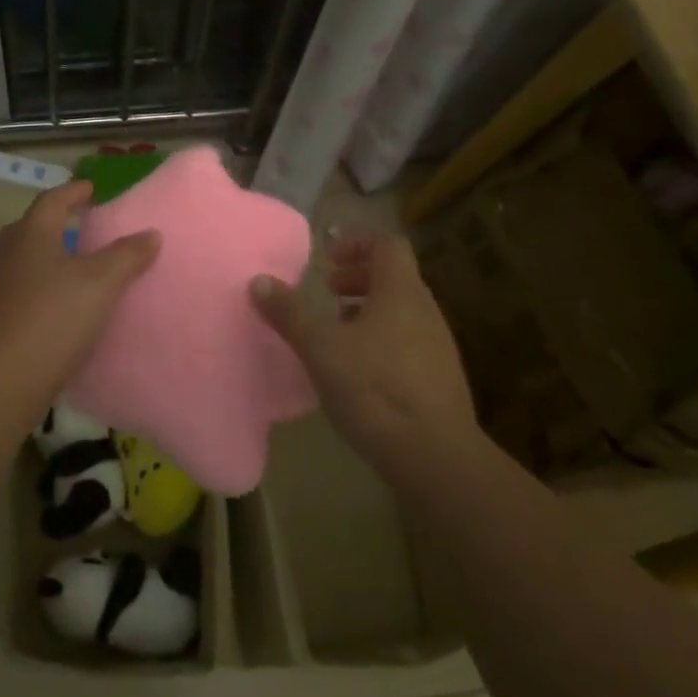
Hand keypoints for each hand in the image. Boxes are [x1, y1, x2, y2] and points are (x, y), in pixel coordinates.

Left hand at [0, 180, 160, 406]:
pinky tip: (54, 304)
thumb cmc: (54, 317)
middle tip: (79, 227)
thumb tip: (151, 233)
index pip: (52, 201)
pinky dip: (36, 286)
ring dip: (44, 256)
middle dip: (54, 224)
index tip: (91, 189)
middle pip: (30, 228)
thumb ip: (127, 256)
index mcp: (30, 234)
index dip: (73, 192)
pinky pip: (17, 289)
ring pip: (21, 259)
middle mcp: (5, 252)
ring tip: (70, 266)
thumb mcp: (101, 283)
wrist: (3, 377)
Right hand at [250, 231, 478, 476]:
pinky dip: (379, 338)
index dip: (357, 242)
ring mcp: (436, 344)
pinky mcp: (438, 376)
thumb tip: (260, 281)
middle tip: (327, 291)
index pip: (388, 244)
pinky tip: (356, 369)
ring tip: (335, 330)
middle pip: (394, 276)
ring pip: (400, 310)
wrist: (434, 455)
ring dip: (366, 309)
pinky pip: (406, 339)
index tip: (328, 259)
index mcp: (401, 291)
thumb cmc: (374, 389)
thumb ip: (290, 313)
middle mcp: (424, 310)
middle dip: (357, 277)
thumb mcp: (320, 348)